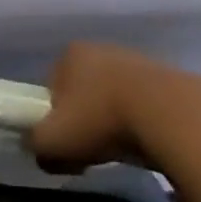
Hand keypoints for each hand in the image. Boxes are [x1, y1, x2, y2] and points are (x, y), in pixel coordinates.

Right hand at [29, 42, 200, 171]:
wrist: (166, 113)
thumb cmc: (99, 119)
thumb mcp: (51, 141)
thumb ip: (34, 142)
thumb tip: (38, 146)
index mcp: (70, 54)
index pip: (49, 87)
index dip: (51, 120)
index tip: (61, 145)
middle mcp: (100, 48)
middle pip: (80, 94)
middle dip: (81, 123)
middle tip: (87, 152)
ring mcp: (133, 60)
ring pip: (109, 100)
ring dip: (109, 124)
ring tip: (116, 150)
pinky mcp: (161, 78)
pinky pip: (138, 106)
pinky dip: (135, 124)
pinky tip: (140, 142)